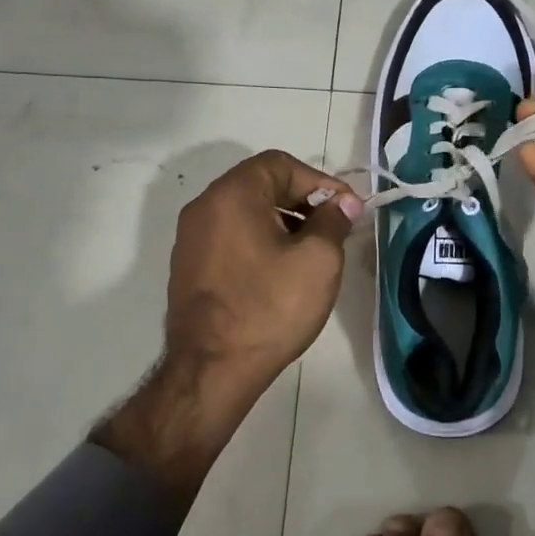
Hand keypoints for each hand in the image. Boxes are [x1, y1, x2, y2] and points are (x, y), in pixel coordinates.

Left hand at [96, 150, 361, 503]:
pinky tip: (281, 273)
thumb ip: (334, 221)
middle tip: (333, 230)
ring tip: (312, 253)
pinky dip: (260, 241)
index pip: (281, 164)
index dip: (319, 180)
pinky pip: (231, 237)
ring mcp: (191, 238)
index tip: (345, 209)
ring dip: (283, 222)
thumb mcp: (318, 260)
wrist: (211, 371)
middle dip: (303, 201)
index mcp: (232, 195)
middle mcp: (204, 207)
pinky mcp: (188, 266)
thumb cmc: (269, 308)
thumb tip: (343, 203)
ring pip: (246, 212)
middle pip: (261, 185)